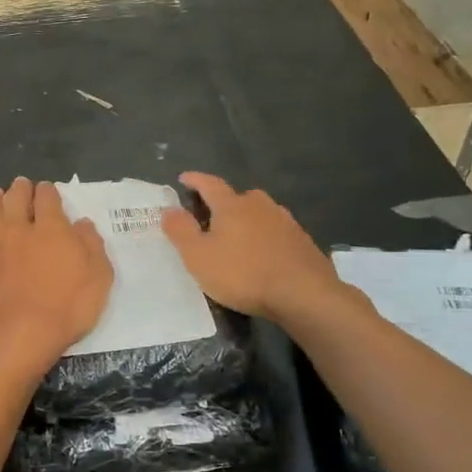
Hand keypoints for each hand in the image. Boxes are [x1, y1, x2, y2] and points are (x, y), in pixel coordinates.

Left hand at [0, 178, 113, 376]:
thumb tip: (83, 224)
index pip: (48, 198)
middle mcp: (20, 230)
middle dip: (20, 189)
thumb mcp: (99, 278)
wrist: (18, 335)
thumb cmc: (67, 307)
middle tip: (21, 184)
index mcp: (52, 228)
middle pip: (16, 199)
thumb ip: (92, 247)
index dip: (48, 191)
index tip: (48, 189)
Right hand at [160, 172, 343, 323]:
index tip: (184, 178)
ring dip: (246, 221)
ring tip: (237, 238)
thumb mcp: (198, 256)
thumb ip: (181, 231)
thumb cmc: (242, 273)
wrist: (303, 293)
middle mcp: (260, 205)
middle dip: (223, 204)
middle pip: (238, 198)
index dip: (195, 180)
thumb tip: (169, 209)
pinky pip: (276, 232)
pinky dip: (265, 238)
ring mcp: (285, 222)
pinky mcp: (302, 241)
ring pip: (260, 214)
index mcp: (232, 205)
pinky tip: (263, 255)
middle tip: (211, 218)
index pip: (210, 184)